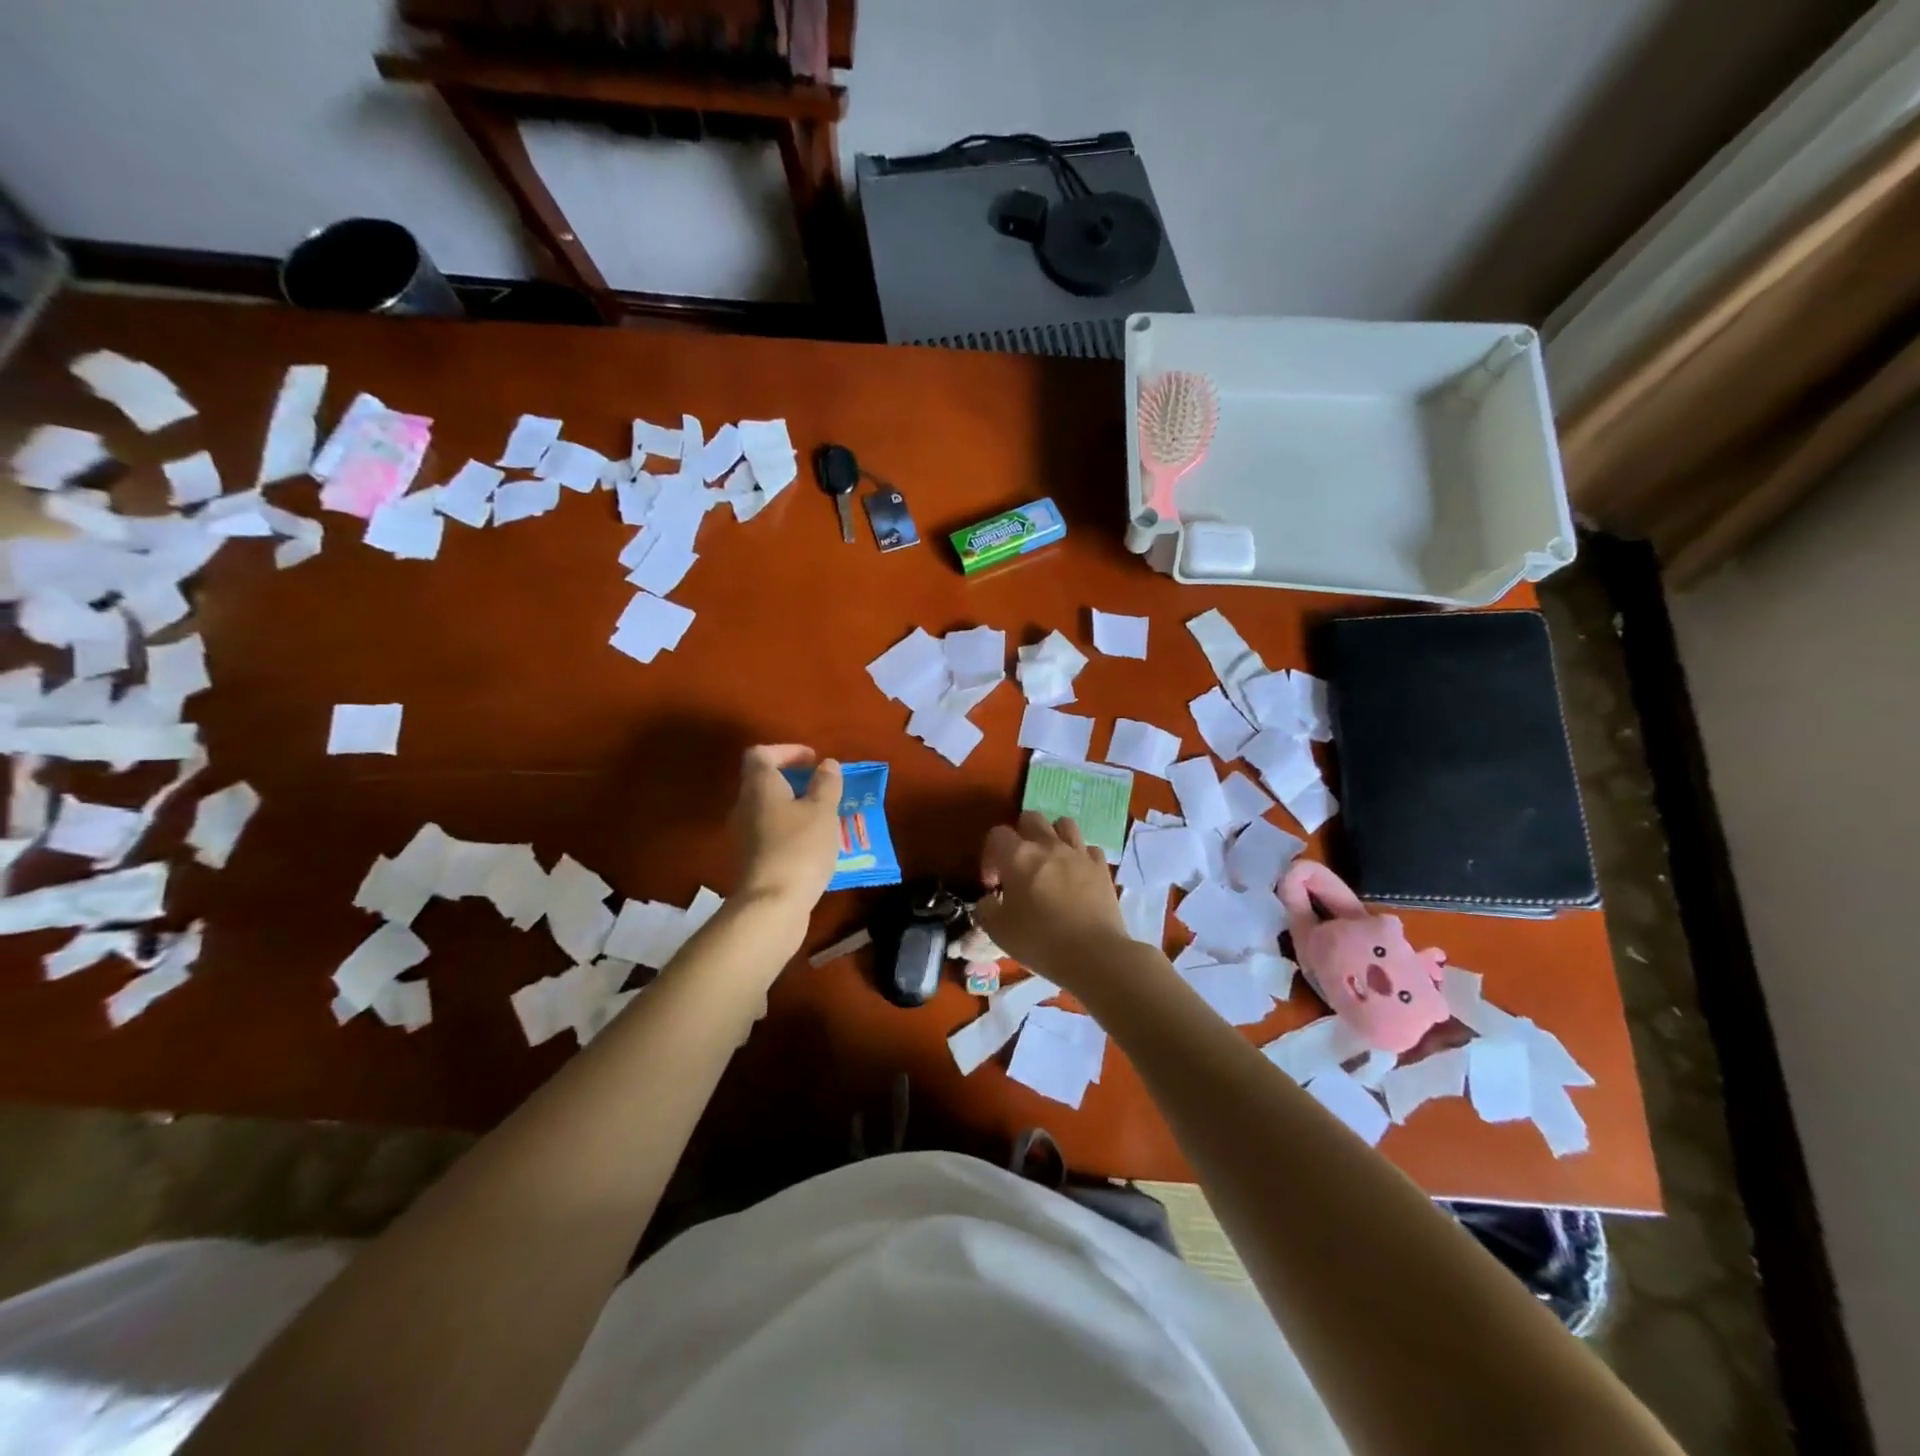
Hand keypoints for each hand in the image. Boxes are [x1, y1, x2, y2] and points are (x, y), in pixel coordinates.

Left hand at [730, 746, 842, 914]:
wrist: (772, 906)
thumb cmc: (799, 848)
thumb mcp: (822, 811)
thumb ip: (826, 784)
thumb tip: (827, 765)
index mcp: (759, 786)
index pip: (761, 754)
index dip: (787, 751)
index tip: (813, 760)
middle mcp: (745, 806)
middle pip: (764, 782)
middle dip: (795, 781)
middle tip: (823, 788)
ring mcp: (745, 835)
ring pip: (769, 810)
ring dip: (795, 807)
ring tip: (825, 817)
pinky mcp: (752, 860)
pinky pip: (772, 833)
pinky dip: (791, 830)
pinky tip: (814, 845)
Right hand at [975, 812, 1130, 985]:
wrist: (1094, 955)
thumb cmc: (1040, 941)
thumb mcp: (998, 931)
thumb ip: (985, 909)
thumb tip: (989, 900)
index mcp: (1018, 856)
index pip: (997, 834)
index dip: (990, 856)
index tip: (994, 884)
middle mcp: (1048, 845)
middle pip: (1031, 818)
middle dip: (1020, 836)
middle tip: (1019, 866)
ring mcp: (1079, 853)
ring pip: (1063, 824)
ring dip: (1052, 837)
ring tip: (1050, 862)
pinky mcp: (1101, 867)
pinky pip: (1088, 848)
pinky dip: (1080, 857)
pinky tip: (1077, 876)